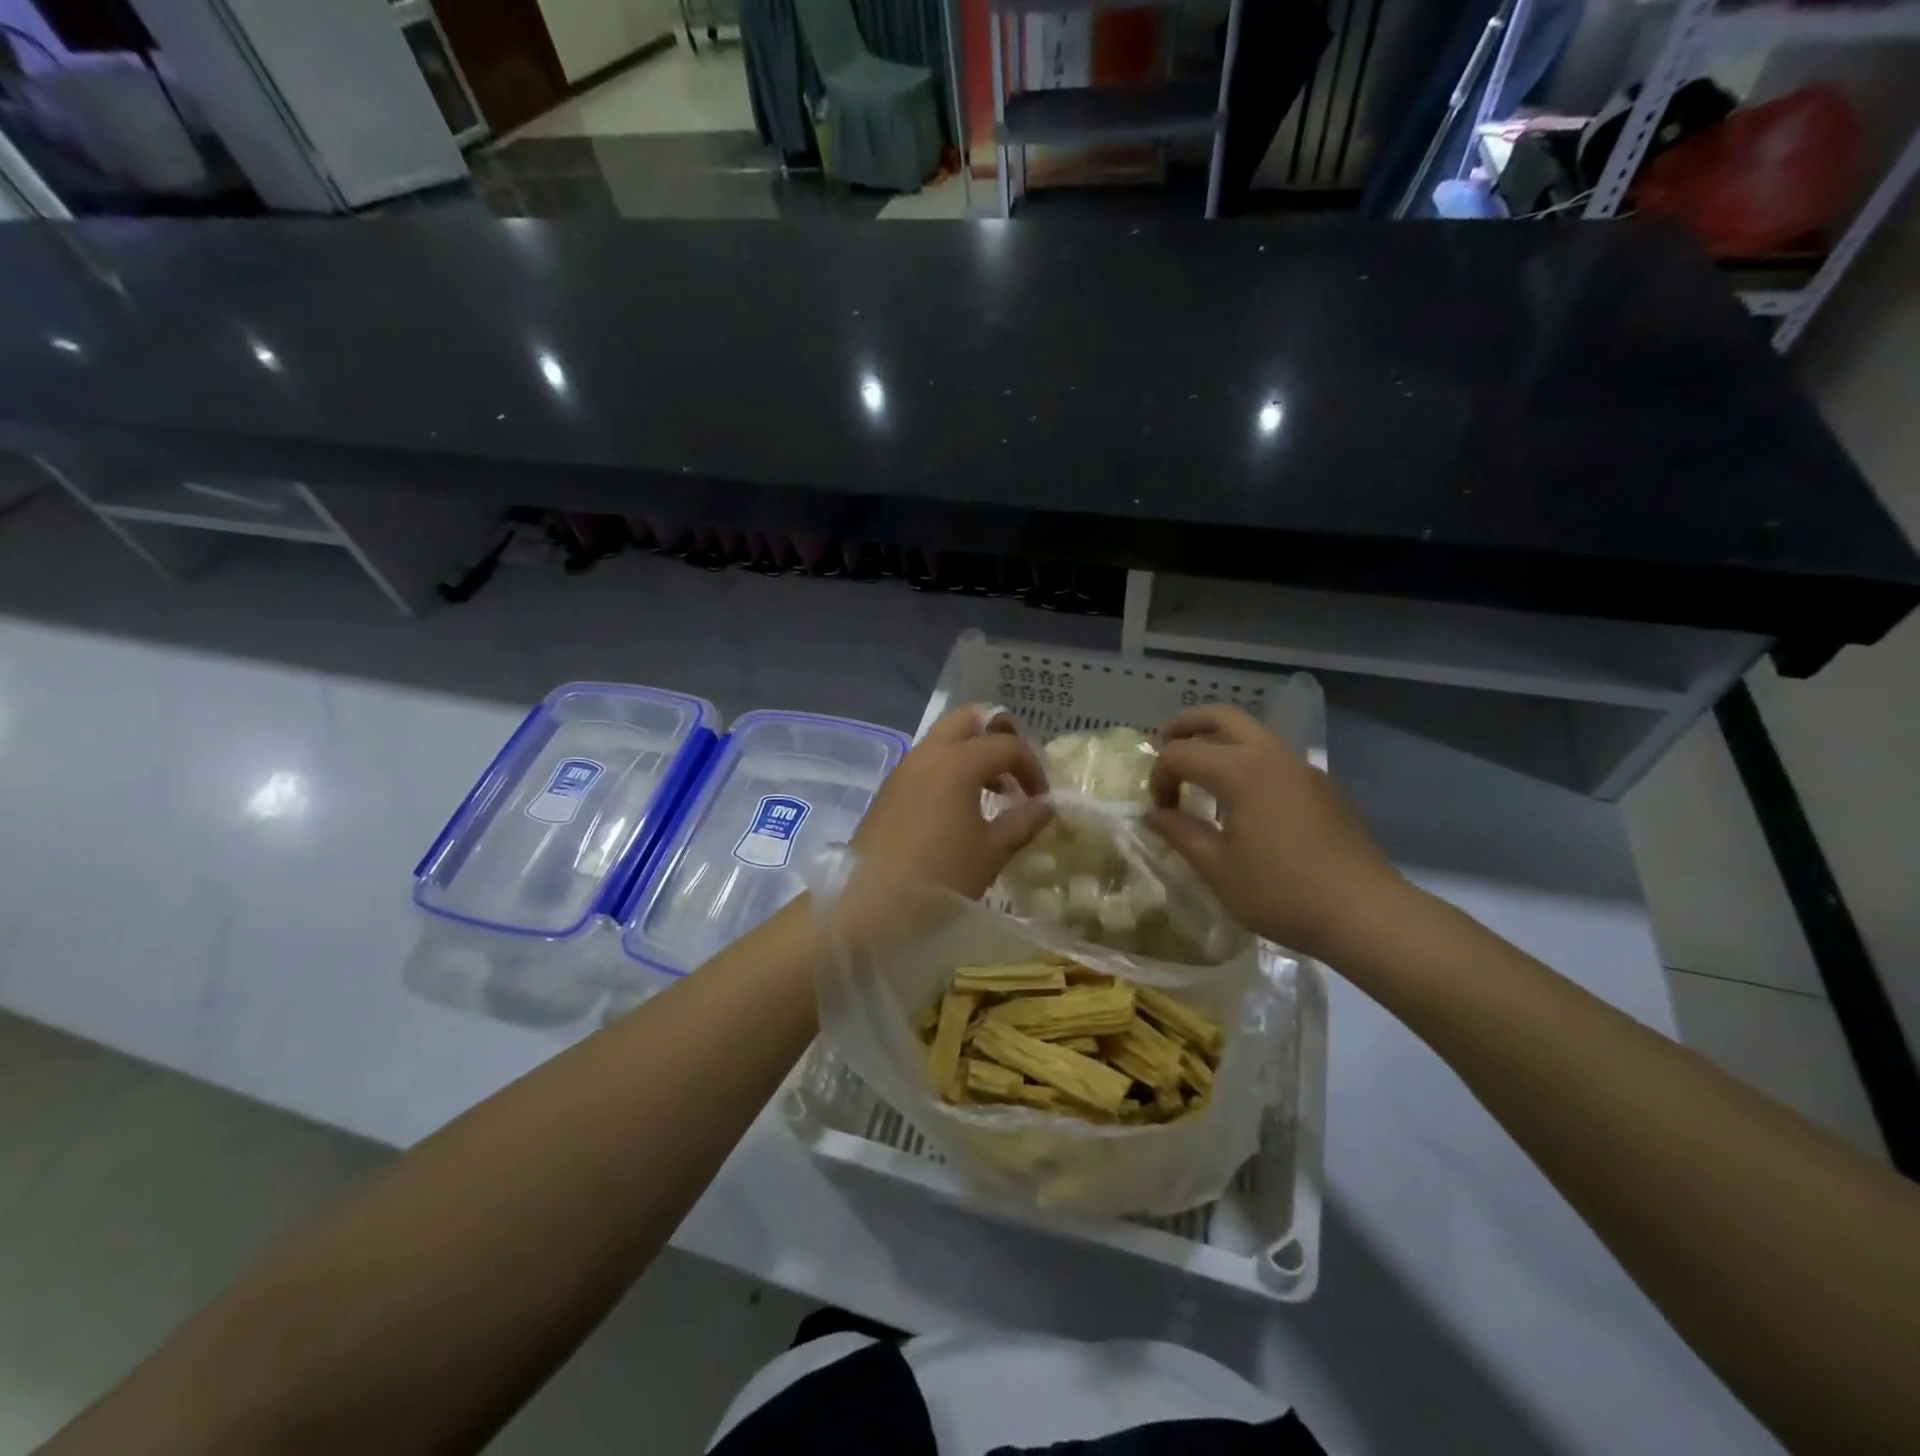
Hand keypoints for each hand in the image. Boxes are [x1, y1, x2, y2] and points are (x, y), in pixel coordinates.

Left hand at [849, 706, 1052, 901]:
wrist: (868, 904)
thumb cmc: (939, 877)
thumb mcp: (991, 852)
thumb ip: (1023, 822)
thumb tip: (1046, 805)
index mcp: (957, 762)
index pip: (1007, 745)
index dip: (1032, 767)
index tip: (1042, 799)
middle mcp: (928, 753)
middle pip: (970, 718)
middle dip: (999, 735)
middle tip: (1017, 768)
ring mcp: (904, 769)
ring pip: (945, 738)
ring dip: (974, 752)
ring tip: (995, 792)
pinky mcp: (890, 789)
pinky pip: (928, 761)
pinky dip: (951, 768)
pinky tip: (961, 807)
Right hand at [1145, 705, 1406, 961]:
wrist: (1365, 914)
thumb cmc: (1282, 892)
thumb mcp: (1218, 868)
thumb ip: (1180, 833)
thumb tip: (1153, 814)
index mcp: (1241, 771)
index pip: (1182, 754)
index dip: (1159, 777)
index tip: (1158, 810)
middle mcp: (1272, 756)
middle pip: (1223, 717)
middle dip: (1187, 725)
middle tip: (1163, 743)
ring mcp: (1303, 768)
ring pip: (1254, 732)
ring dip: (1220, 740)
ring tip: (1200, 771)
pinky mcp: (1323, 787)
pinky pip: (1275, 756)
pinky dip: (1247, 759)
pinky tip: (1242, 798)